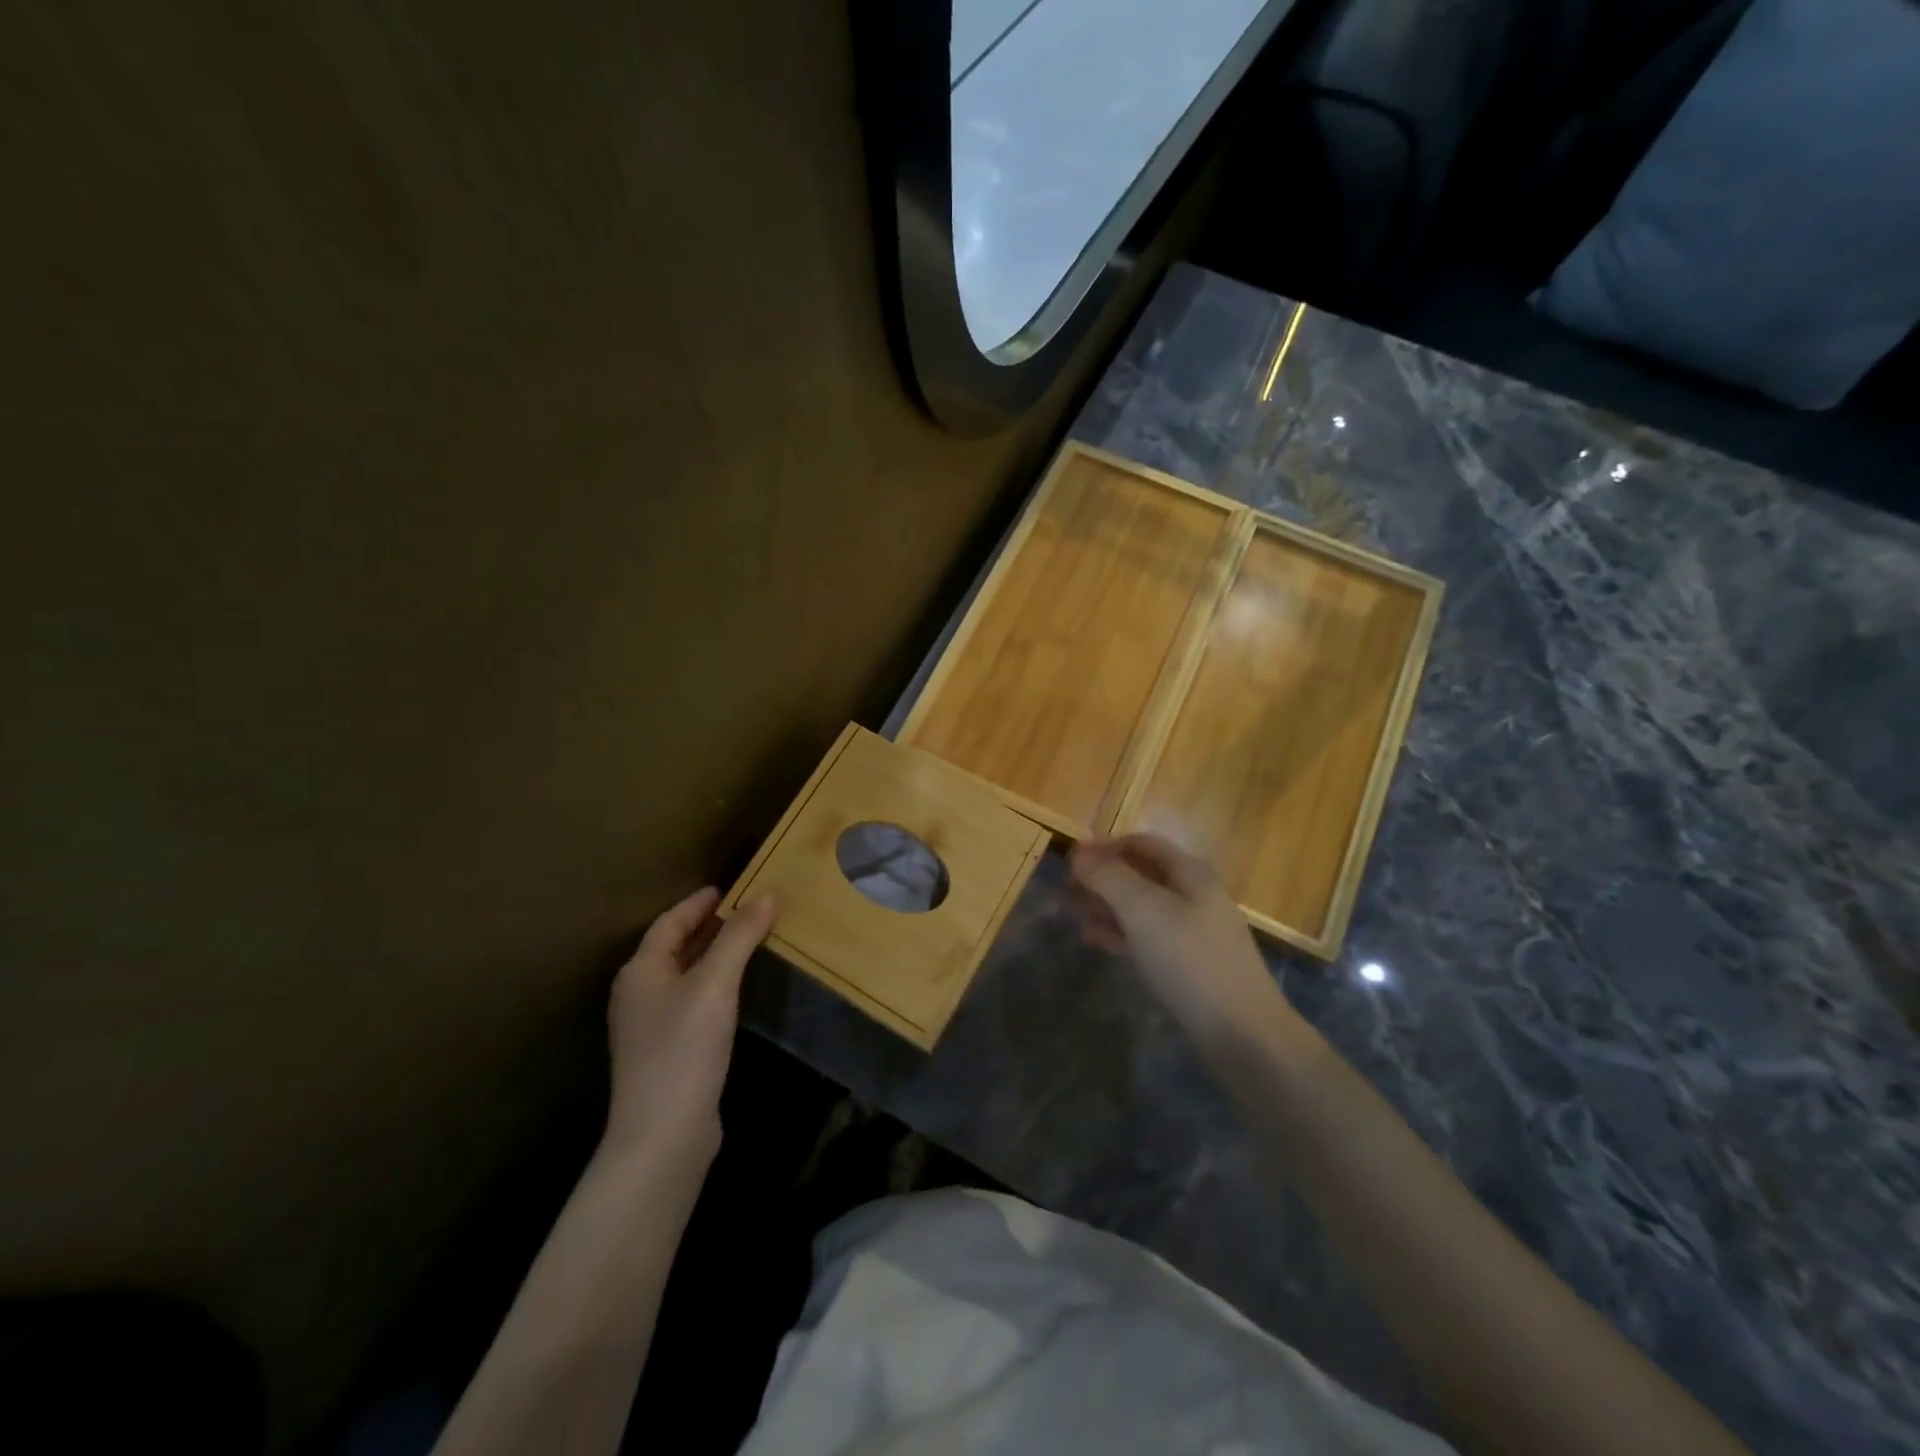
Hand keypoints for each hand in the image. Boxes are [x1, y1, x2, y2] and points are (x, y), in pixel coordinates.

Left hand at [603, 887, 776, 1171]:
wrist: (663, 1135)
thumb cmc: (684, 1049)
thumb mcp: (715, 984)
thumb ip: (740, 937)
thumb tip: (768, 895)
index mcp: (641, 971)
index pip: (669, 922)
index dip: (698, 902)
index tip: (729, 888)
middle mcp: (639, 994)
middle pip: (673, 947)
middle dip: (708, 926)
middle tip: (746, 910)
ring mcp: (650, 1026)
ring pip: (683, 974)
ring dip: (712, 954)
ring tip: (747, 941)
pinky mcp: (667, 1052)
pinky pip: (691, 1000)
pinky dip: (713, 983)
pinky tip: (737, 989)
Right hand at [1070, 835, 1311, 1057]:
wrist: (1242, 1034)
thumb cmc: (1190, 960)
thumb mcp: (1143, 910)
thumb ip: (1109, 877)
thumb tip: (1079, 854)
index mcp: (1189, 873)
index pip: (1141, 843)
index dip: (1104, 846)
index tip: (1070, 860)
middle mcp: (1194, 895)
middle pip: (1140, 874)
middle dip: (1101, 877)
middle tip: (1065, 891)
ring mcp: (1193, 932)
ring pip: (1141, 907)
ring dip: (1106, 905)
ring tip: (1072, 915)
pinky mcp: (1188, 965)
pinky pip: (1146, 937)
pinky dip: (1119, 932)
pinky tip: (1095, 940)